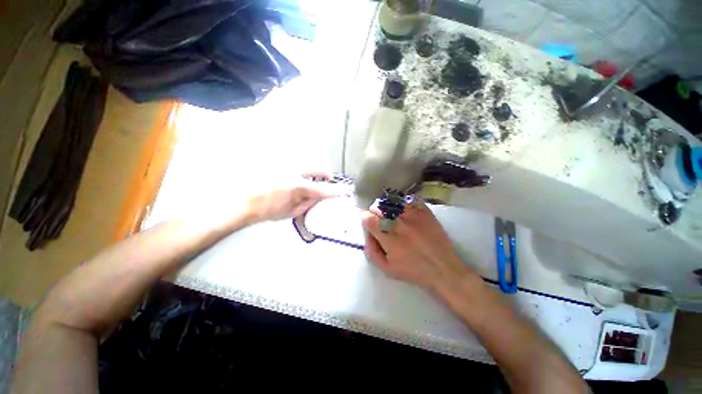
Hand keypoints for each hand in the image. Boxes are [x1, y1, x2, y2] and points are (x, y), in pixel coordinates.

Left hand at [246, 173, 342, 222]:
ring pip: (308, 167)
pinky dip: (302, 173)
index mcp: (298, 187)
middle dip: (325, 177)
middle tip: (328, 182)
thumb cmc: (268, 210)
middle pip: (318, 170)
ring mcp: (286, 167)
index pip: (323, 189)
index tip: (345, 191)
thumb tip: (320, 197)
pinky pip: (297, 167)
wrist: (244, 202)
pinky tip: (297, 181)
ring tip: (311, 183)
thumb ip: (309, 203)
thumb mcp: (292, 212)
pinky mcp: (280, 165)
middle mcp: (294, 172)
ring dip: (313, 174)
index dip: (336, 191)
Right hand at [361, 203, 476, 291]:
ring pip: (390, 201)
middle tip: (380, 222)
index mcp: (388, 236)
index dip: (365, 220)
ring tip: (392, 217)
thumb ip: (371, 251)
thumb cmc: (413, 271)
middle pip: (377, 206)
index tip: (370, 225)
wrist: (443, 268)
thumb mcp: (386, 269)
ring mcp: (412, 213)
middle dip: (374, 213)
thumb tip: (367, 234)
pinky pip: (407, 200)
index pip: (367, 217)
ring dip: (387, 208)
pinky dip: (402, 205)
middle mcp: (398, 221)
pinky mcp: (424, 210)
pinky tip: (404, 213)